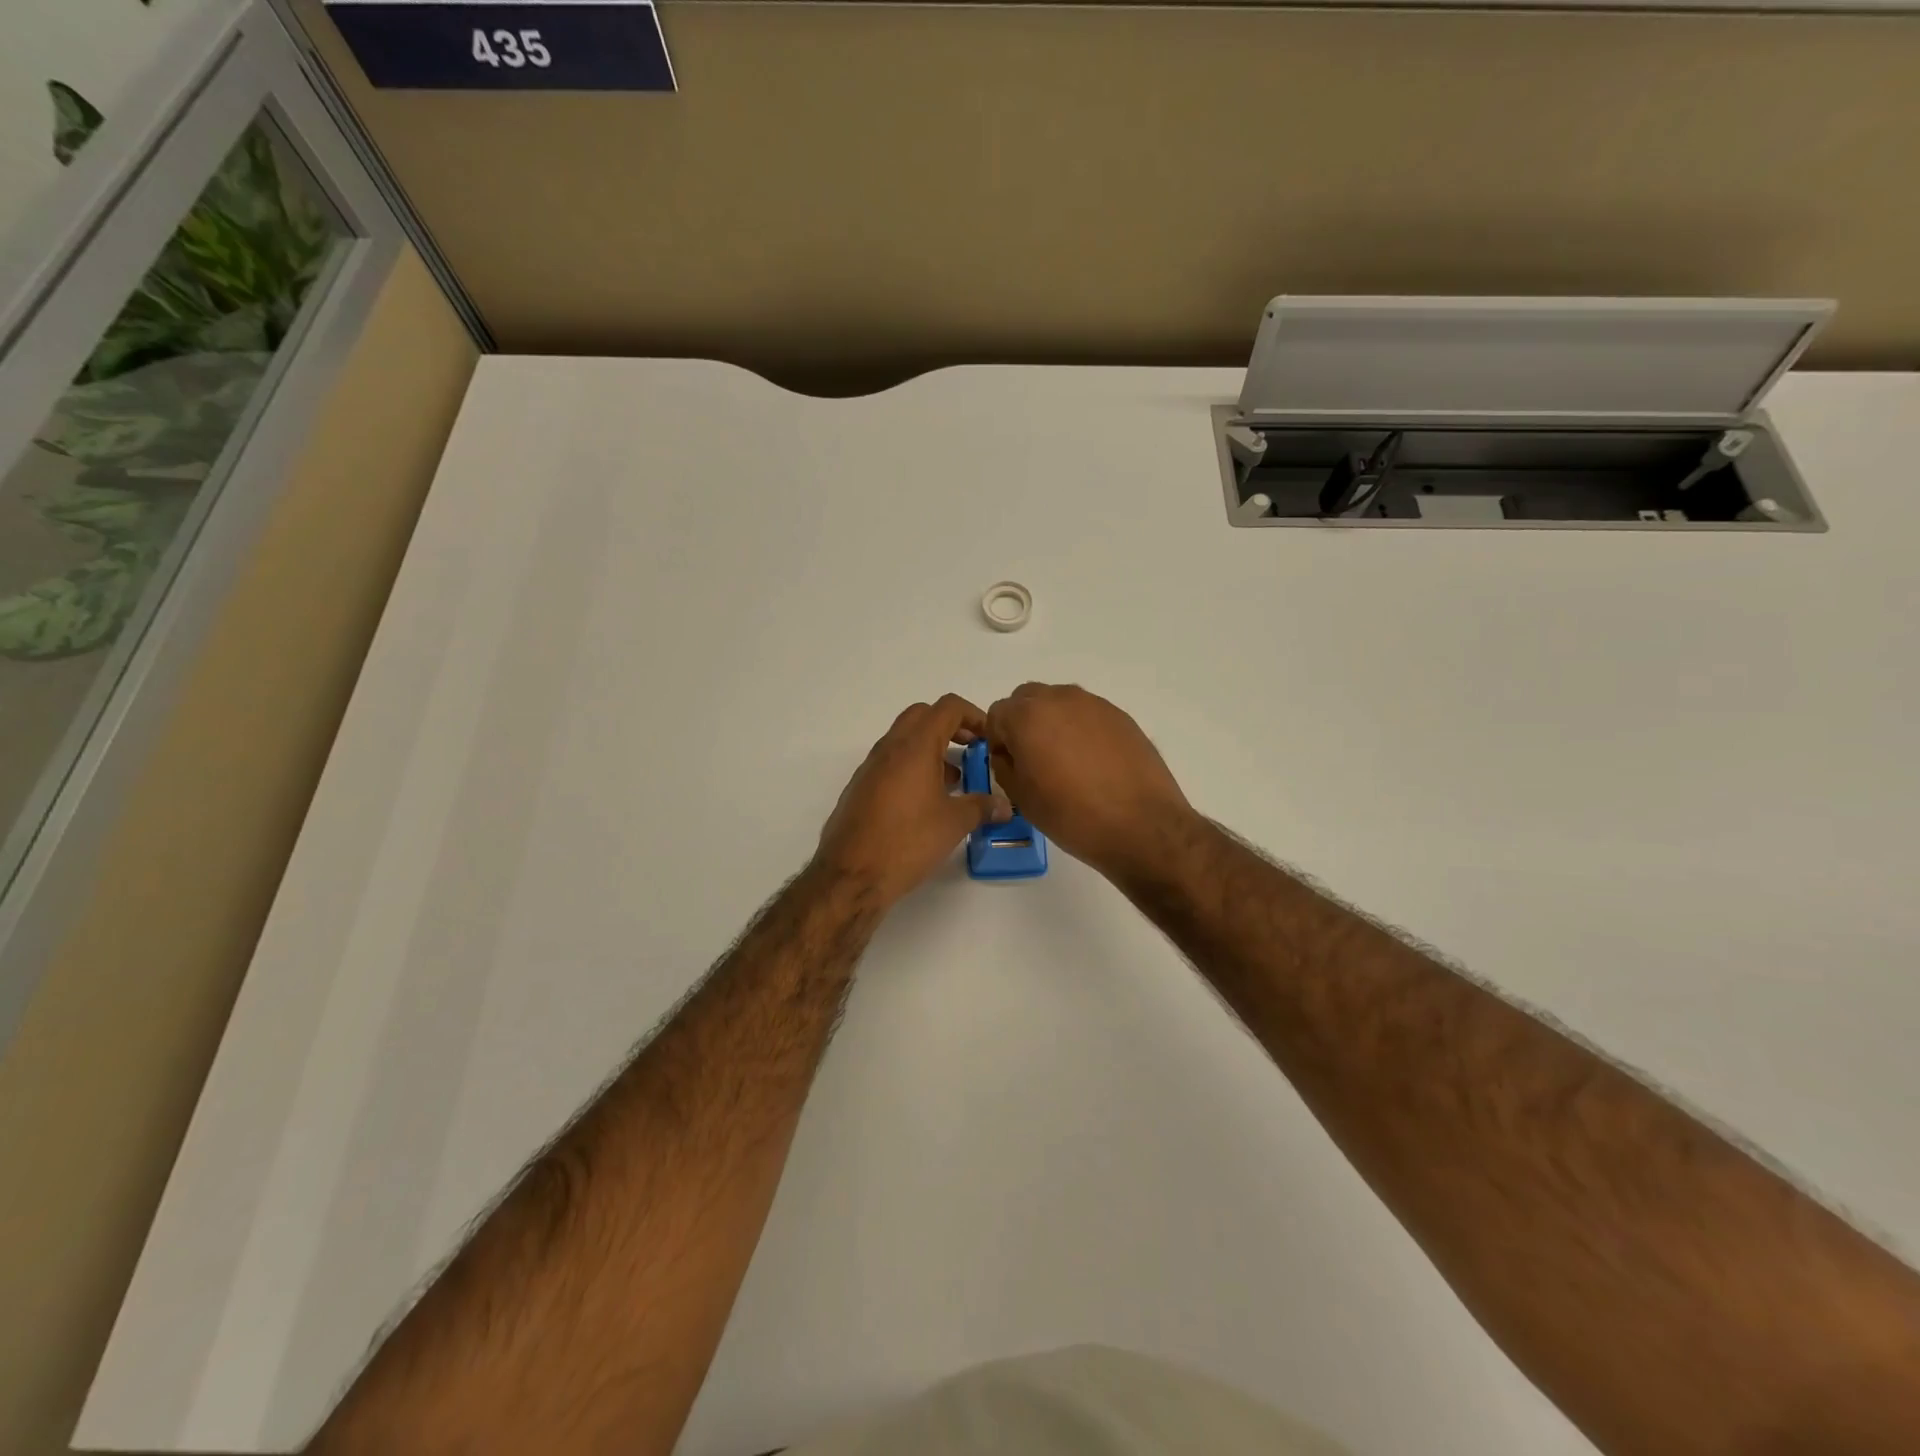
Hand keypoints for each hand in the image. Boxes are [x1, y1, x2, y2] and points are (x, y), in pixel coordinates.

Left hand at [816, 694, 1011, 906]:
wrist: (850, 875)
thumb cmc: (907, 841)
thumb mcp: (954, 824)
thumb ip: (982, 807)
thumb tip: (1004, 805)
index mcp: (914, 746)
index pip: (947, 707)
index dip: (974, 715)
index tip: (989, 738)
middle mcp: (889, 748)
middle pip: (923, 716)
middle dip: (951, 727)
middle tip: (972, 751)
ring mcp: (871, 767)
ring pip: (904, 740)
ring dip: (931, 749)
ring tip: (954, 781)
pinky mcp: (861, 788)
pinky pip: (891, 763)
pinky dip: (913, 768)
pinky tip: (927, 803)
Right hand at [985, 683, 1196, 883]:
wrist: (1141, 825)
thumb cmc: (1072, 815)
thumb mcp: (1021, 797)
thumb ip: (1004, 766)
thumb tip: (1009, 753)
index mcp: (1027, 716)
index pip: (997, 714)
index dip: (998, 740)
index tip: (1009, 765)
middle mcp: (1059, 699)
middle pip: (1027, 699)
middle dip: (1022, 723)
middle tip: (1033, 759)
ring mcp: (1093, 704)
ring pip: (1059, 703)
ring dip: (1052, 723)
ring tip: (1065, 762)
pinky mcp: (1120, 715)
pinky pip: (1087, 714)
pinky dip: (1081, 730)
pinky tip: (1092, 763)